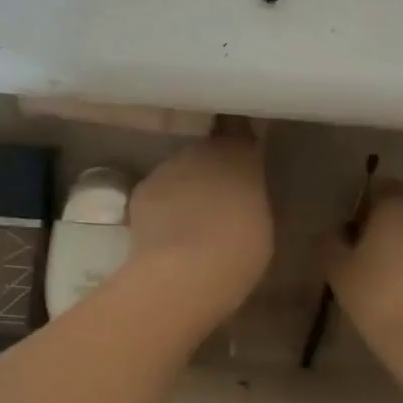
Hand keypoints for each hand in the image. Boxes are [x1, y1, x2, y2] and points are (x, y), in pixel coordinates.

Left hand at [123, 127, 272, 327]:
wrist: (184, 272)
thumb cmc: (240, 250)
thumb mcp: (261, 221)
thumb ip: (249, 196)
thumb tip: (240, 193)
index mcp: (240, 154)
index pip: (240, 130)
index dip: (239, 141)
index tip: (243, 155)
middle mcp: (202, 150)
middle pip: (208, 152)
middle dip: (212, 170)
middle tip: (220, 200)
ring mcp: (167, 167)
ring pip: (180, 172)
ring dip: (186, 188)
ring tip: (191, 222)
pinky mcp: (142, 189)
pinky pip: (158, 194)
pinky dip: (162, 207)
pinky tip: (167, 234)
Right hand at [326, 188, 402, 364]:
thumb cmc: (381, 299)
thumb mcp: (340, 273)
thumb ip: (331, 246)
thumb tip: (334, 234)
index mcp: (397, 207)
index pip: (382, 187)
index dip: (365, 205)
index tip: (352, 231)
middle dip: (387, 226)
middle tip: (367, 256)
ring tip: (389, 279)